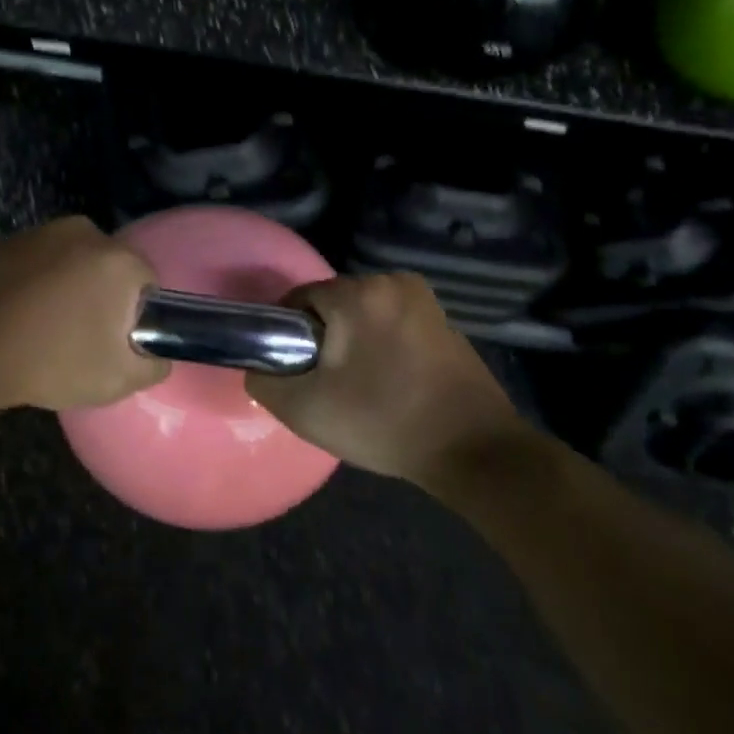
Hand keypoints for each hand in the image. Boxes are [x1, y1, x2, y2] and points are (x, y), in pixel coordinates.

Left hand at [0, 216, 167, 414]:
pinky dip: (36, 284)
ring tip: (44, 330)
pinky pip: (38, 263)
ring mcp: (39, 233)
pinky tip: (17, 316)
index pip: (147, 283)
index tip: (113, 344)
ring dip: (68, 289)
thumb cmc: (48, 362)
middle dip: (102, 299)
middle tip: (81, 340)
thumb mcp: (117, 380)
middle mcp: (82, 232)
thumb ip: (153, 364)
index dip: (135, 316)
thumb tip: (156, 352)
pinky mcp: (5, 241)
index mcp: (116, 258)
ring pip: (72, 263)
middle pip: (108, 268)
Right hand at [245, 272, 522, 489]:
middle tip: (326, 384)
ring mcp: (424, 300)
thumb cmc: (384, 422)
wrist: (474, 452)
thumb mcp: (305, 409)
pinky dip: (383, 345)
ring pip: (364, 314)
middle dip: (324, 338)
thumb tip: (259, 367)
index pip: (299, 299)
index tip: (295, 370)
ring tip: (359, 387)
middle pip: (333, 304)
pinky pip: (393, 324)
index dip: (288, 334)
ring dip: (354, 342)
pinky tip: (390, 383)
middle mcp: (392, 282)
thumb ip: (265, 380)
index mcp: (358, 293)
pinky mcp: (445, 321)